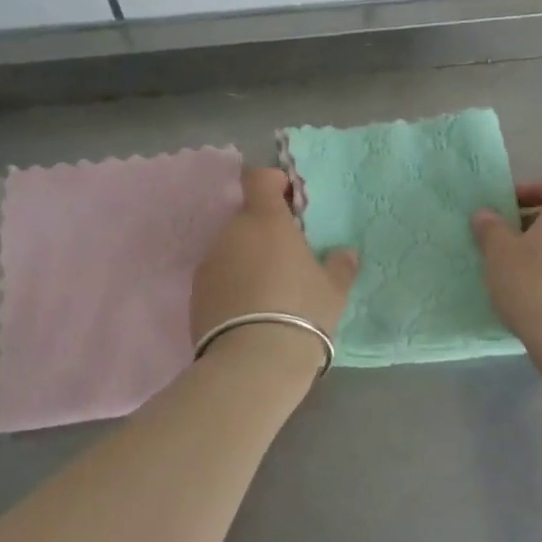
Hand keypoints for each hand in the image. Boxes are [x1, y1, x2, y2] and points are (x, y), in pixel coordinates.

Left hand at [192, 167, 359, 344]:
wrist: (252, 364)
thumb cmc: (302, 312)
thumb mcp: (334, 290)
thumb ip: (340, 265)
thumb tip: (346, 253)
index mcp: (265, 220)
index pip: (259, 177)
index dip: (274, 182)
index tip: (292, 201)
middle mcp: (231, 233)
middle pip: (248, 217)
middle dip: (267, 231)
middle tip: (290, 258)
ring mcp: (209, 263)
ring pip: (232, 248)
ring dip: (248, 259)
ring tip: (270, 291)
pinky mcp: (195, 295)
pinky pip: (219, 277)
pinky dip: (233, 285)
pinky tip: (251, 313)